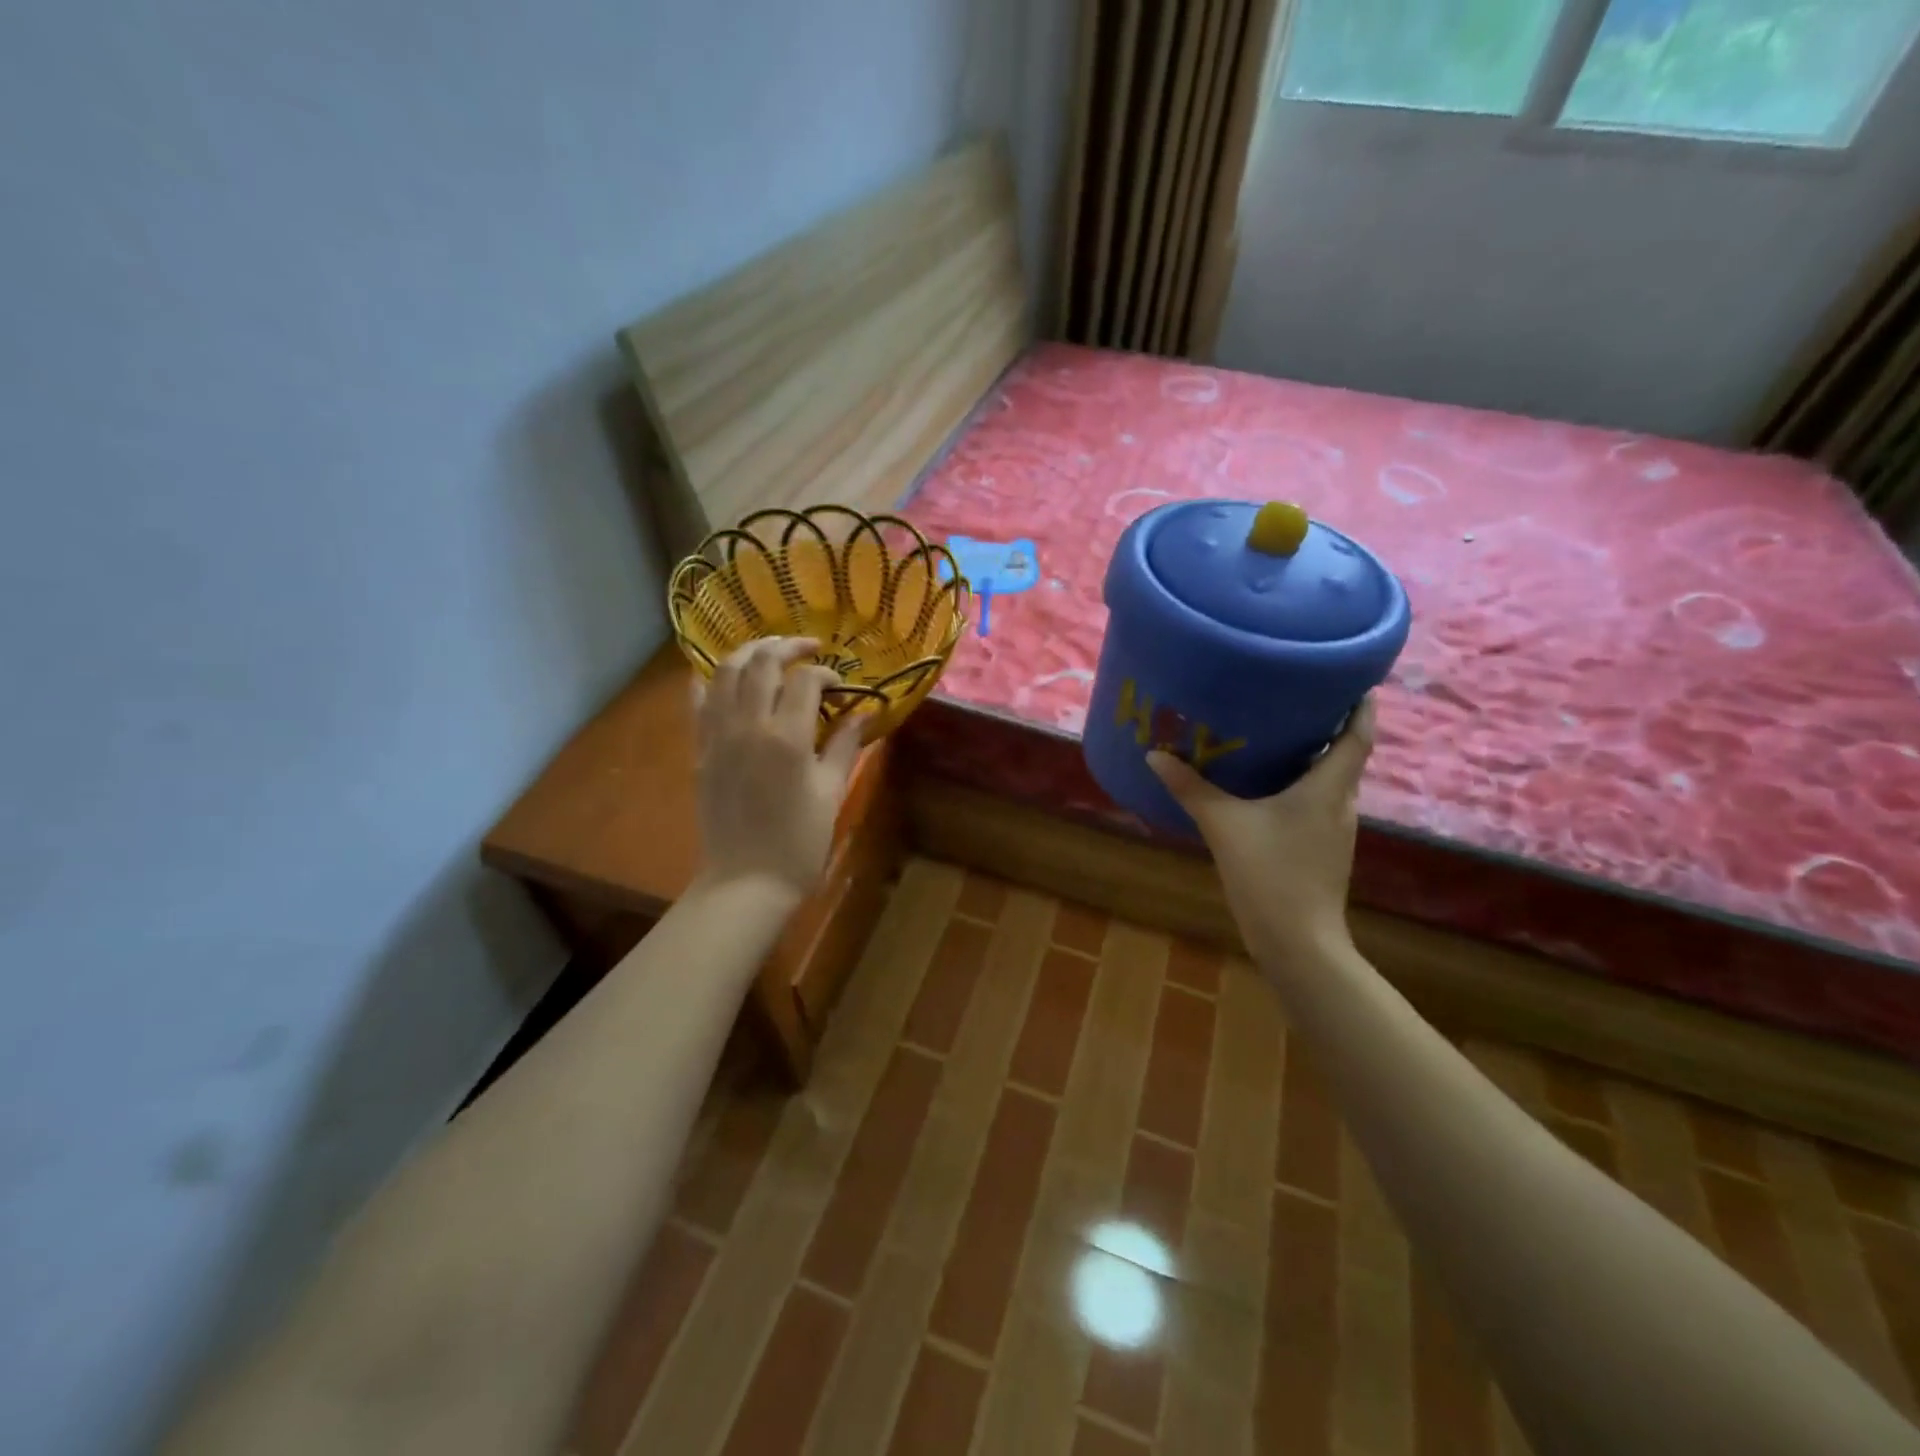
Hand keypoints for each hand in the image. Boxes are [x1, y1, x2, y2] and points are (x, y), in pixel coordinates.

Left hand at [691, 637, 864, 901]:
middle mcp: (748, 725)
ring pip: (724, 671)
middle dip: (787, 646)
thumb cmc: (799, 842)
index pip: (805, 680)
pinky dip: (710, 680)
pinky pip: (698, 701)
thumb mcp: (831, 793)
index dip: (826, 673)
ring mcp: (717, 735)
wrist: (746, 881)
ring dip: (748, 652)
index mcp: (787, 737)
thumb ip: (844, 746)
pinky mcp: (700, 750)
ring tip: (769, 650)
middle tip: (808, 647)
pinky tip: (724, 677)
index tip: (840, 687)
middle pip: (761, 662)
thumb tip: (861, 713)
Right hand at [1148, 699, 1375, 962]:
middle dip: (1327, 725)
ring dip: (1313, 757)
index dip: (1361, 704)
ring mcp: (1336, 831)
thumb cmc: (1269, 874)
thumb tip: (1155, 755)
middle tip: (1293, 698)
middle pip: (1345, 755)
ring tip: (1278, 735)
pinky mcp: (1324, 850)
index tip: (1352, 676)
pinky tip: (1269, 788)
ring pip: (1331, 781)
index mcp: (1329, 789)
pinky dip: (1302, 786)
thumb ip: (1190, 788)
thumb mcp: (1222, 825)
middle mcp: (1342, 804)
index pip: (1358, 735)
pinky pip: (1318, 804)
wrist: (1297, 943)